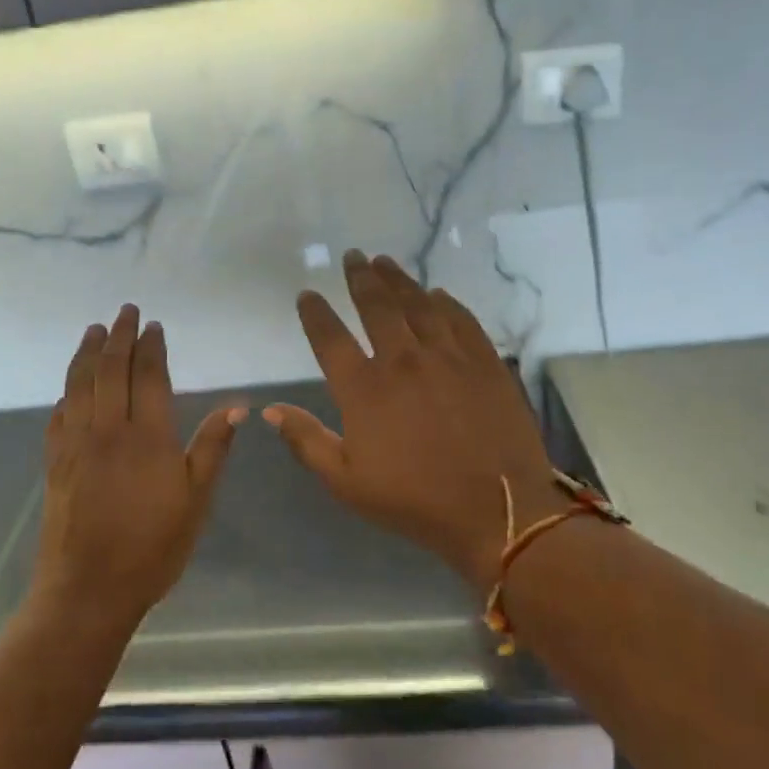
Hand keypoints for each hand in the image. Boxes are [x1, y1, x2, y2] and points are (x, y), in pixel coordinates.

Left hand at [34, 306, 244, 627]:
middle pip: (110, 370)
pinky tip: (70, 388)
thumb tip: (238, 405)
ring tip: (93, 331)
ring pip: (80, 385)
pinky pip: (59, 415)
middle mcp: (108, 430)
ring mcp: (77, 445)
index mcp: (148, 436)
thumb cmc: (152, 547)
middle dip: (118, 336)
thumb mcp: (196, 501)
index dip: (151, 347)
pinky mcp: (55, 463)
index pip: (149, 376)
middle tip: (125, 311)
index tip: (154, 325)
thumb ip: (213, 448)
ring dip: (87, 353)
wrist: (89, 589)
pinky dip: (67, 393)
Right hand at [265, 252, 571, 590]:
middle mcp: (403, 360)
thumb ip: (307, 441)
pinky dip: (446, 302)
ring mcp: (448, 356)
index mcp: (364, 389)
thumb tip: (270, 410)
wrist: (498, 511)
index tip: (308, 294)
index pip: (330, 338)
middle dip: (360, 277)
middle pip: (376, 305)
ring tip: (386, 261)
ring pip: (419, 304)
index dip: (315, 313)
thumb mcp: (346, 482)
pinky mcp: (485, 362)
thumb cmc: (415, 501)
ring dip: (399, 279)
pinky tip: (438, 293)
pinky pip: (462, 319)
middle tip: (353, 256)